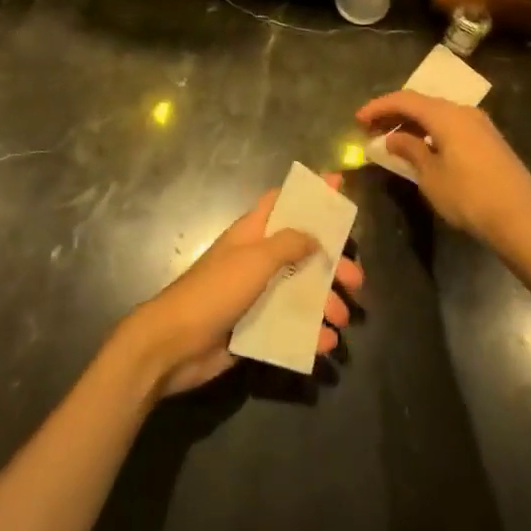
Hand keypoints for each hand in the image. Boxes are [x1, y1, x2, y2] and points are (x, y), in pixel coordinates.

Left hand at [124, 175, 364, 397]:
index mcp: (253, 233)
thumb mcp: (256, 259)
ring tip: (342, 320)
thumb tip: (315, 236)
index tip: (340, 185)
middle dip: (331, 263)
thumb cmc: (215, 290)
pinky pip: (290, 325)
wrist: (173, 345)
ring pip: (301, 291)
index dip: (311, 193)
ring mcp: (256, 294)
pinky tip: (325, 344)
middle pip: (302, 252)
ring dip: (325, 303)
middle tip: (357, 280)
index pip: (284, 201)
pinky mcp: (255, 327)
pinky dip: (310, 333)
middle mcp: (257, 259)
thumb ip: (290, 243)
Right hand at [357, 91, 530, 249]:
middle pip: (422, 104)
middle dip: (394, 114)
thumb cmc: (469, 196)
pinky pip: (452, 126)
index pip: (405, 100)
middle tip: (371, 130)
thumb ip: (410, 151)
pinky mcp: (489, 141)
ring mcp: (480, 125)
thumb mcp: (431, 176)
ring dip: (413, 124)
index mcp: (446, 115)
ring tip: (393, 141)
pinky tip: (423, 149)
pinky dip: (431, 132)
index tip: (358, 120)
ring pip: (438, 115)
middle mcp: (464, 112)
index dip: (379, 107)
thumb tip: (393, 138)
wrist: (521, 218)